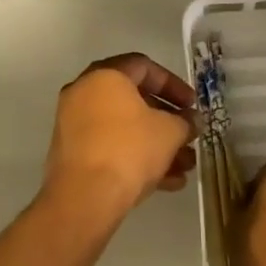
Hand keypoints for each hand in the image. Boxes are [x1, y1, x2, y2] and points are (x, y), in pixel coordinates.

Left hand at [42, 54, 195, 225]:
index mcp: (105, 76)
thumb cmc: (129, 150)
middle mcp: (85, 93)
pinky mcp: (73, 155)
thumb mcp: (168, 132)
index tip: (192, 105)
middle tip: (188, 134)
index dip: (173, 85)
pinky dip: (136, 158)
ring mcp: (75, 124)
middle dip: (166, 119)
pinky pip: (110, 147)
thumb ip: (184, 122)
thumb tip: (192, 122)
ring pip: (124, 128)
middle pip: (134, 99)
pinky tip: (168, 182)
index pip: (144, 66)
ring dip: (156, 143)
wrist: (84, 199)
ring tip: (185, 166)